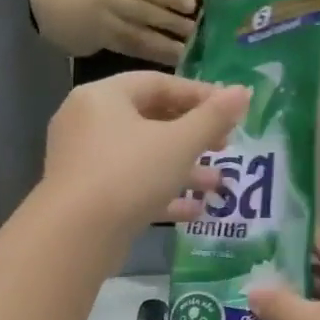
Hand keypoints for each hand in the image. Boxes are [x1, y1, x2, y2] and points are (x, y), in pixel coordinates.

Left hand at [42, 71, 249, 240]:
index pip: (157, 83)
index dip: (199, 95)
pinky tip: (195, 211)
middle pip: (149, 120)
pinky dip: (161, 194)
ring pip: (142, 158)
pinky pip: (131, 187)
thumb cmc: (129, 174)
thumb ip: (213, 118)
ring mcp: (85, 163)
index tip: (231, 111)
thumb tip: (243, 92)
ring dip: (182, 169)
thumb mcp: (179, 143)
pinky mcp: (88, 198)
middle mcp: (88, 123)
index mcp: (103, 97)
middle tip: (224, 146)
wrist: (76, 235)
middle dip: (192, 136)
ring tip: (218, 184)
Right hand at [87, 0, 201, 66]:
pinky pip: (132, 51)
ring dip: (161, 43)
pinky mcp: (105, 44)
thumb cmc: (114, 0)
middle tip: (191, 31)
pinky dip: (153, 56)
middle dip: (167, 20)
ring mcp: (106, 23)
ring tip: (183, 51)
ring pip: (136, 33)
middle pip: (141, 9)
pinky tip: (171, 62)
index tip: (191, 5)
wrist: (70, 16)